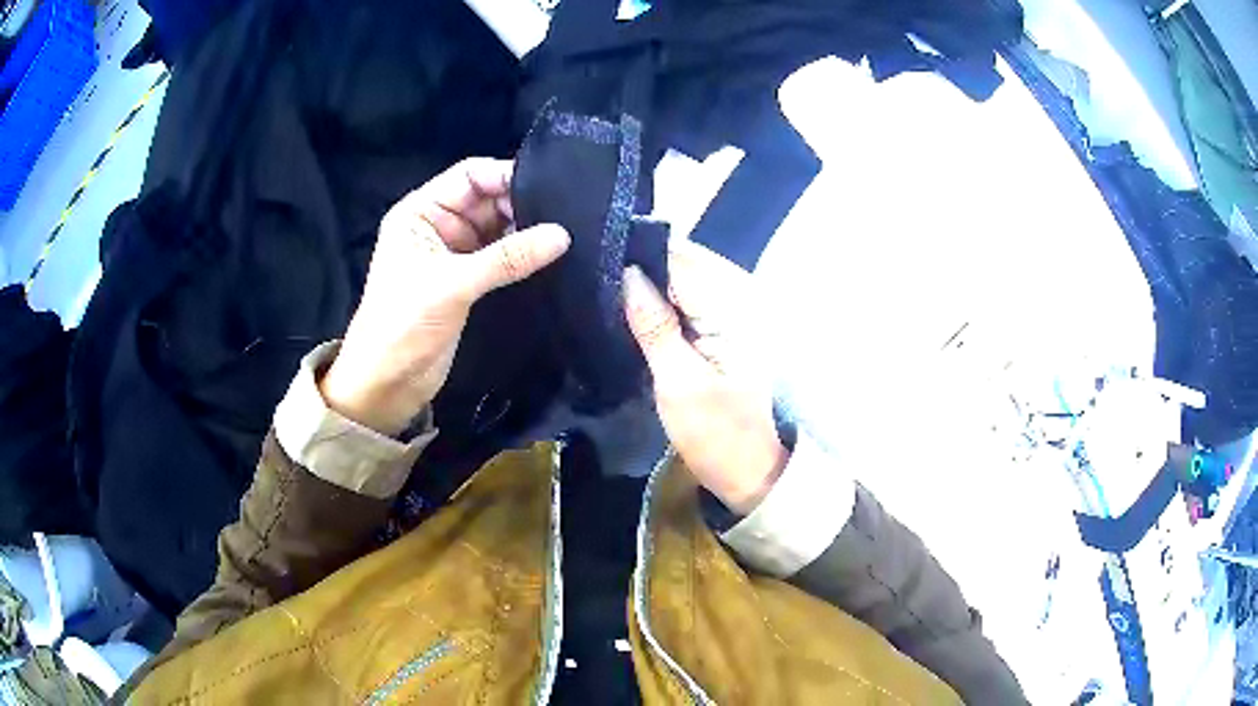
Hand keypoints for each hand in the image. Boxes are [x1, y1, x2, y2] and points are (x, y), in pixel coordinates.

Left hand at [321, 158, 569, 435]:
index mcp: (421, 211)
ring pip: (498, 228)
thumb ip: (508, 258)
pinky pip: (501, 257)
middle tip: (568, 213)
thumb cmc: (404, 324)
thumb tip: (563, 236)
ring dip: (526, 230)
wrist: (386, 383)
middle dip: (523, 203)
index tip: (551, 186)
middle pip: (488, 199)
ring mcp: (455, 253)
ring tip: (568, 232)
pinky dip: (522, 255)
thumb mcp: (453, 284)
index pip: (470, 175)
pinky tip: (551, 256)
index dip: (506, 175)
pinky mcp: (468, 281)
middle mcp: (439, 225)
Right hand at [623, 240, 787, 513]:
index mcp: (734, 311)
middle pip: (685, 263)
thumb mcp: (678, 384)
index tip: (597, 251)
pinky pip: (689, 299)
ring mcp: (734, 315)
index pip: (682, 262)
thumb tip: (628, 273)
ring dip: (650, 280)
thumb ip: (654, 326)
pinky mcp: (724, 330)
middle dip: (643, 263)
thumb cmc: (716, 435)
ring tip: (607, 283)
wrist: (750, 472)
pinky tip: (633, 304)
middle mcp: (740, 301)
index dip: (640, 253)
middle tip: (595, 269)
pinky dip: (662, 299)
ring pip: (685, 279)